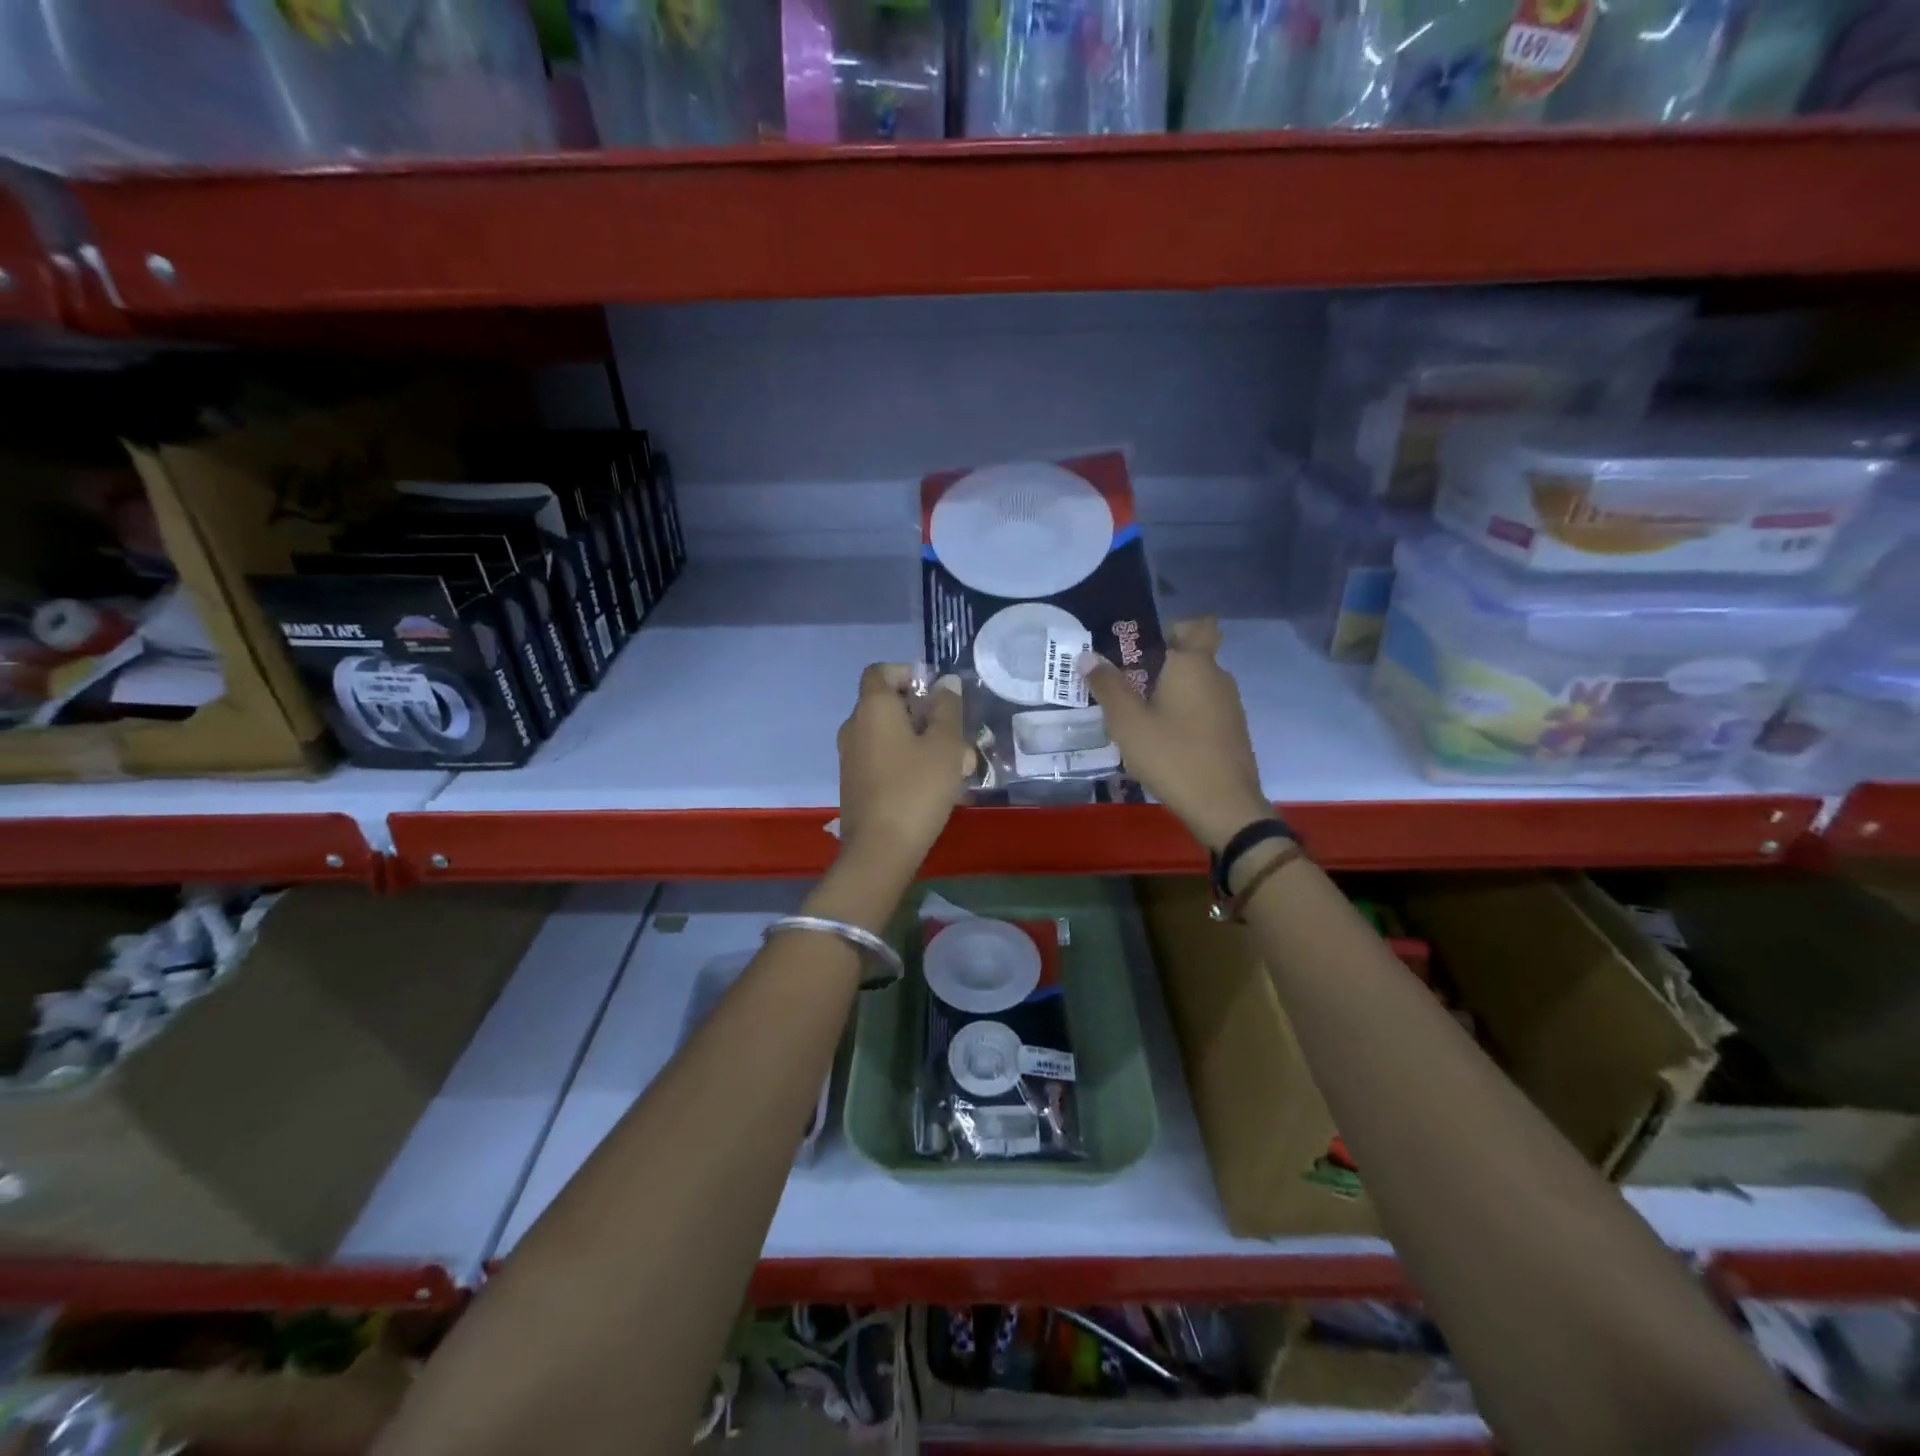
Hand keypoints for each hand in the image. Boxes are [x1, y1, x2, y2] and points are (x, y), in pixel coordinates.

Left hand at [835, 664, 973, 874]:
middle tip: (956, 736)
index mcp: (873, 708)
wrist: (880, 850)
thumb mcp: (946, 746)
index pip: (881, 671)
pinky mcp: (855, 783)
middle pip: (888, 705)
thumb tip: (945, 683)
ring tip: (956, 765)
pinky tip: (935, 786)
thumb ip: (947, 709)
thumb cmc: (917, 789)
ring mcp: (851, 757)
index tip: (936, 693)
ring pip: (890, 735)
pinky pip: (883, 759)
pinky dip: (907, 762)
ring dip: (921, 742)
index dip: (908, 674)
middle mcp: (854, 727)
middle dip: (925, 714)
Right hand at [1079, 619, 1271, 852]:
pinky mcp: (1231, 731)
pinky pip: (1203, 707)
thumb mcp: (1128, 723)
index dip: (1169, 628)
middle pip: (1191, 655)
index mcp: (1194, 664)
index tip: (1139, 645)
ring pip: (1196, 683)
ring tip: (1136, 713)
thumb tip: (1087, 655)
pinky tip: (1160, 738)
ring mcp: (1229, 705)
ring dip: (1169, 690)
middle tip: (1125, 680)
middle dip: (1160, 662)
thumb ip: (1107, 686)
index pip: (1195, 624)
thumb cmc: (1173, 756)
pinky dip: (1182, 712)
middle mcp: (1217, 676)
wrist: (1224, 807)